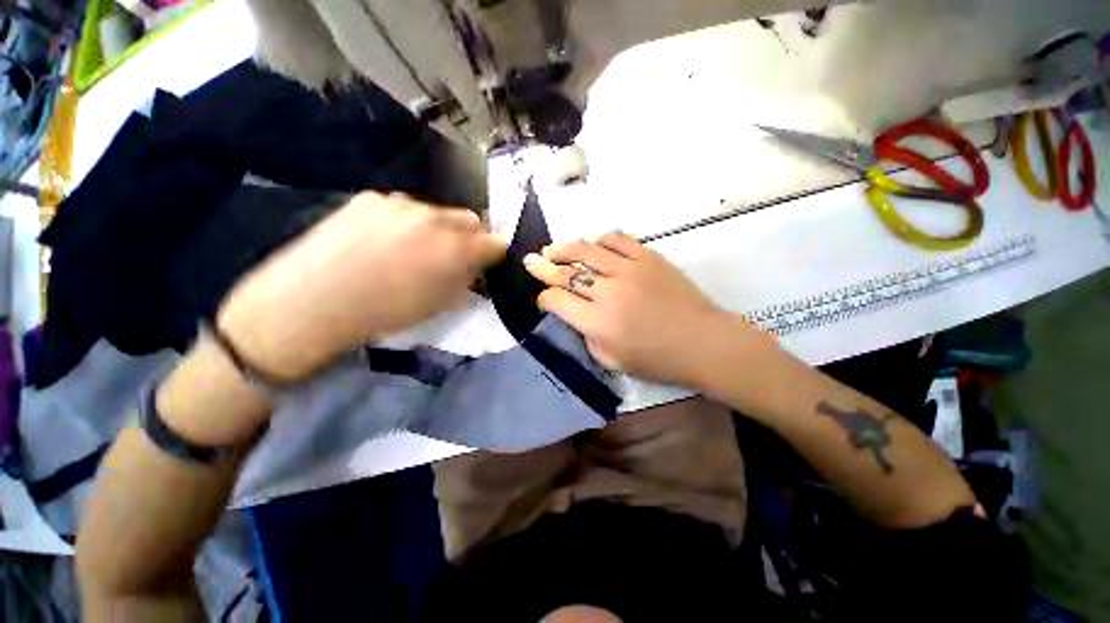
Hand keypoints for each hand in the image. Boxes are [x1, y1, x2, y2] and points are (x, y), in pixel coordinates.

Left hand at [217, 192, 504, 379]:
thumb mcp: (439, 305)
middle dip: (468, 237)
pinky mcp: (370, 199)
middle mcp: (433, 218)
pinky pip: (403, 208)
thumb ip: (466, 280)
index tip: (486, 263)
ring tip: (412, 250)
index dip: (493, 253)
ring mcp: (399, 204)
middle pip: (468, 219)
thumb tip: (476, 268)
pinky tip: (383, 241)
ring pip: (435, 212)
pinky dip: (405, 222)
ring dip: (436, 228)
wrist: (312, 302)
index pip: (494, 242)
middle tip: (452, 256)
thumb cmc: (385, 313)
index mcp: (455, 249)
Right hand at [524, 231, 769, 387]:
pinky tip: (595, 244)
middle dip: (543, 267)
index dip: (545, 298)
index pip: (557, 301)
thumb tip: (576, 315)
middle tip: (531, 260)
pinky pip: (618, 239)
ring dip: (565, 248)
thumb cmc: (658, 359)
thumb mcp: (613, 360)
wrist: (702, 342)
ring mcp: (629, 270)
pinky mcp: (648, 257)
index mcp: (597, 323)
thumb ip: (588, 336)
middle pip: (566, 273)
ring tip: (554, 249)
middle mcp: (608, 292)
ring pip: (587, 250)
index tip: (544, 298)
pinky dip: (601, 239)